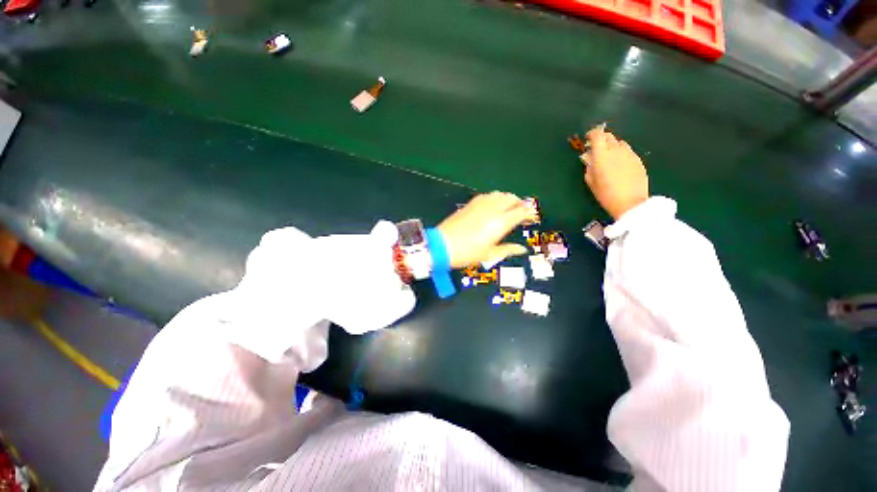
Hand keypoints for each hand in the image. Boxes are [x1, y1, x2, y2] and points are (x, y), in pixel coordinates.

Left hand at [437, 192, 533, 268]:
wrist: (442, 245)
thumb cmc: (467, 253)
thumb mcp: (489, 254)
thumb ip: (508, 249)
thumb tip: (522, 249)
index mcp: (501, 222)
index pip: (521, 211)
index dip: (529, 212)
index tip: (531, 217)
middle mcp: (492, 209)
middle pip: (511, 198)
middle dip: (519, 203)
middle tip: (521, 212)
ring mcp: (480, 204)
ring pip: (499, 194)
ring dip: (507, 198)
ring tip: (508, 208)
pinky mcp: (470, 203)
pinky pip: (486, 195)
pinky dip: (494, 198)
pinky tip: (492, 205)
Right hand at [581, 125, 648, 219]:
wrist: (630, 202)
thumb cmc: (606, 194)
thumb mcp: (591, 182)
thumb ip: (589, 167)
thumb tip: (589, 158)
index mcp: (602, 155)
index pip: (597, 135)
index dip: (592, 134)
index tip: (588, 138)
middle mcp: (616, 150)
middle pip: (609, 136)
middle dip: (601, 139)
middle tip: (596, 148)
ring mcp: (629, 154)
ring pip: (619, 143)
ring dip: (612, 146)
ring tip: (608, 156)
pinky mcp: (638, 160)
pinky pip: (627, 151)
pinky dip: (621, 153)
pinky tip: (619, 164)